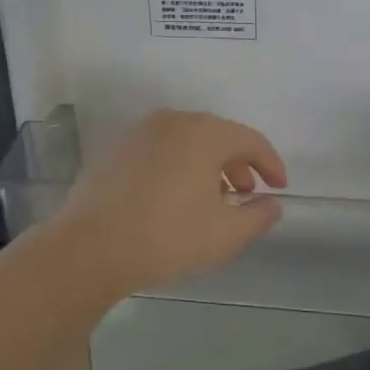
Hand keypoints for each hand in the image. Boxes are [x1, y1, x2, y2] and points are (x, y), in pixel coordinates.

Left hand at [50, 110, 287, 299]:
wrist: (89, 248)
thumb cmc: (167, 237)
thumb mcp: (226, 234)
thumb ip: (258, 215)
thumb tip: (271, 203)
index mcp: (204, 132)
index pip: (251, 140)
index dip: (272, 164)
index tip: (280, 188)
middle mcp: (173, 121)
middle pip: (218, 135)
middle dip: (239, 163)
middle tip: (247, 194)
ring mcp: (140, 132)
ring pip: (187, 141)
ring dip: (208, 165)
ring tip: (212, 199)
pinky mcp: (116, 149)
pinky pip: (161, 150)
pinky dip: (179, 166)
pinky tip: (175, 198)